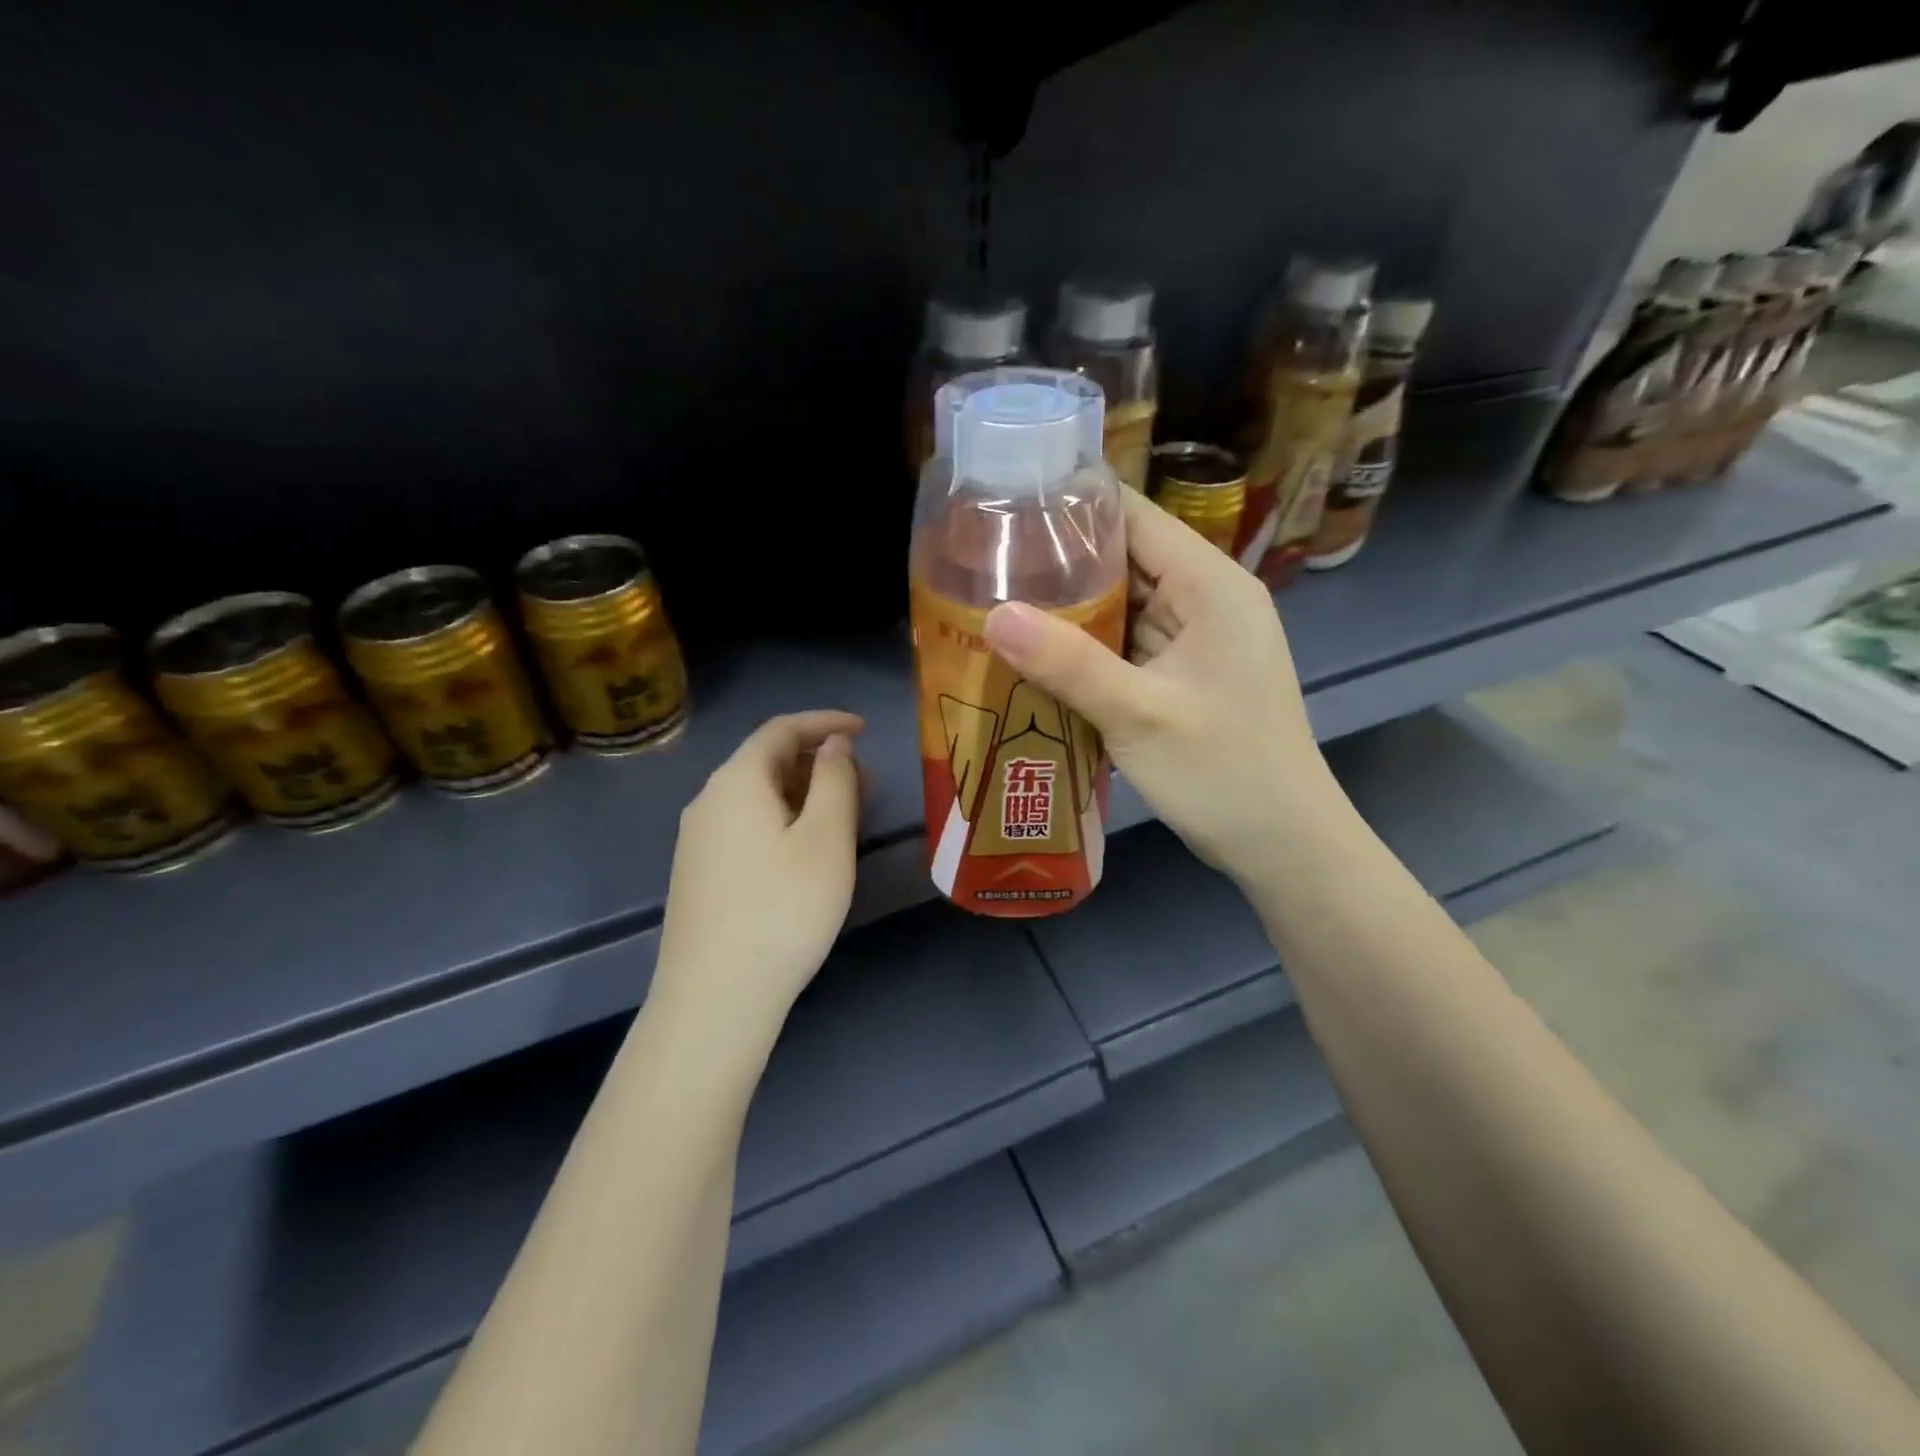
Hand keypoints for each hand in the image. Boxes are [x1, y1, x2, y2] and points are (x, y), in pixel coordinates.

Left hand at [651, 711, 864, 1052]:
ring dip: (804, 793)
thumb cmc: (783, 909)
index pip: (782, 729)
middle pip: (767, 761)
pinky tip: (808, 850)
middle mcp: (708, 801)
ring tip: (847, 814)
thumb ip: (835, 780)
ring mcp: (698, 840)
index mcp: (736, 781)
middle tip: (867, 781)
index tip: (866, 729)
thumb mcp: (826, 838)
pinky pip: (747, 825)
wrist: (715, 998)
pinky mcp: (699, 874)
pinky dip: (784, 820)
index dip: (826, 722)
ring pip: (758, 796)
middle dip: (820, 761)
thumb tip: (834, 745)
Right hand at [983, 491, 1339, 888]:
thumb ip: (1066, 663)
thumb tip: (991, 614)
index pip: (1134, 517)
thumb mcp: (1139, 714)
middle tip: (982, 563)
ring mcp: (1193, 640)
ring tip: (992, 601)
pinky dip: (1084, 648)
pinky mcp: (1180, 675)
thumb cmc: (1224, 772)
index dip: (1073, 506)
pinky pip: (1124, 645)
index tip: (1005, 508)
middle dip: (1058, 561)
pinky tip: (1034, 654)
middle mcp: (1204, 599)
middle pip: (1123, 558)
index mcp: (1210, 585)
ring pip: (1119, 604)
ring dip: (1066, 609)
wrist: (1282, 844)